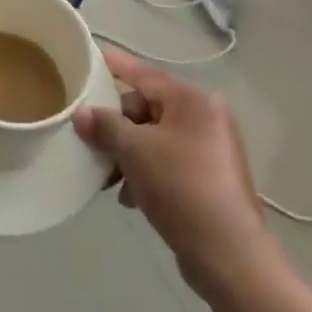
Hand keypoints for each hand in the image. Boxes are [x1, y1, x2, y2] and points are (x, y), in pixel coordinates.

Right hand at [74, 48, 270, 297]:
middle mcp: (206, 118)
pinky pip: (168, 162)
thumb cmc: (181, 187)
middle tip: (93, 142)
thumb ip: (106, 126)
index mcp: (193, 101)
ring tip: (109, 179)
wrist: (229, 255)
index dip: (116, 65)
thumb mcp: (135, 151)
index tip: (92, 56)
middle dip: (118, 126)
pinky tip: (130, 198)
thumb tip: (82, 113)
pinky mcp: (210, 179)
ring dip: (128, 155)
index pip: (145, 74)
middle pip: (147, 109)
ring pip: (155, 139)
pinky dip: (146, 173)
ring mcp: (211, 150)